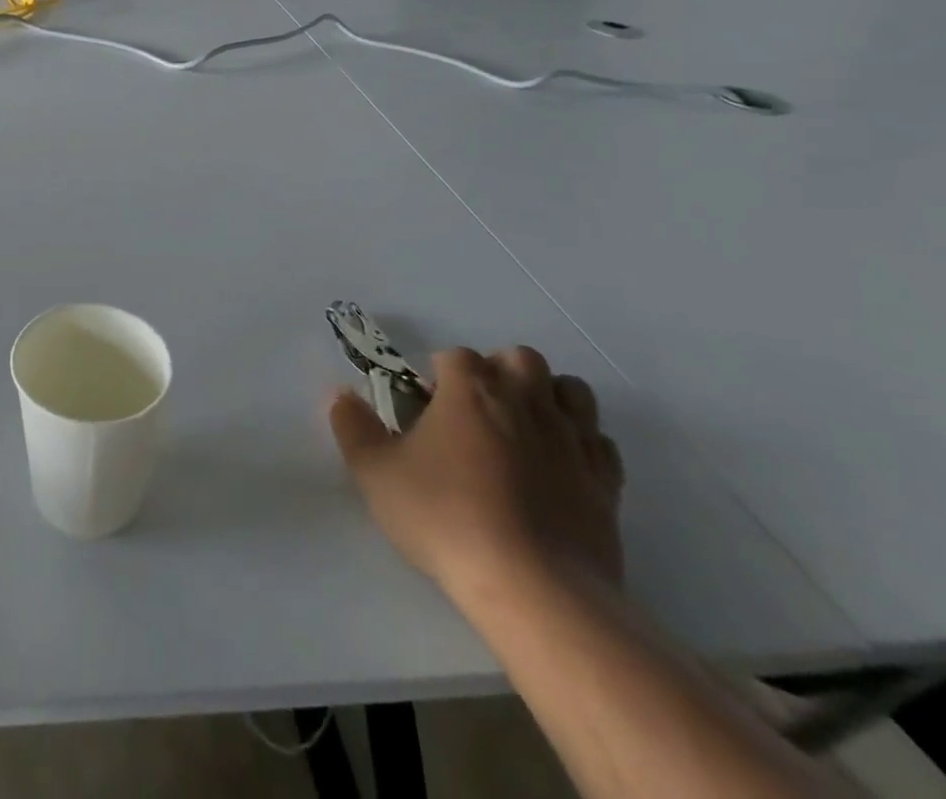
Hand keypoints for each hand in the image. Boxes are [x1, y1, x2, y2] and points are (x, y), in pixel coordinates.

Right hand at [328, 346, 624, 606]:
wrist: (535, 589)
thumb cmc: (446, 518)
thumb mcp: (376, 473)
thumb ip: (353, 427)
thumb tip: (340, 394)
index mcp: (470, 389)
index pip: (455, 356)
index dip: (437, 376)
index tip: (425, 409)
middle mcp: (524, 399)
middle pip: (518, 358)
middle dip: (498, 372)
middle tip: (476, 411)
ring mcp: (571, 439)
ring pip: (571, 391)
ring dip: (548, 397)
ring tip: (522, 429)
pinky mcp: (605, 482)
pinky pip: (599, 442)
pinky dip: (582, 444)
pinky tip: (560, 467)